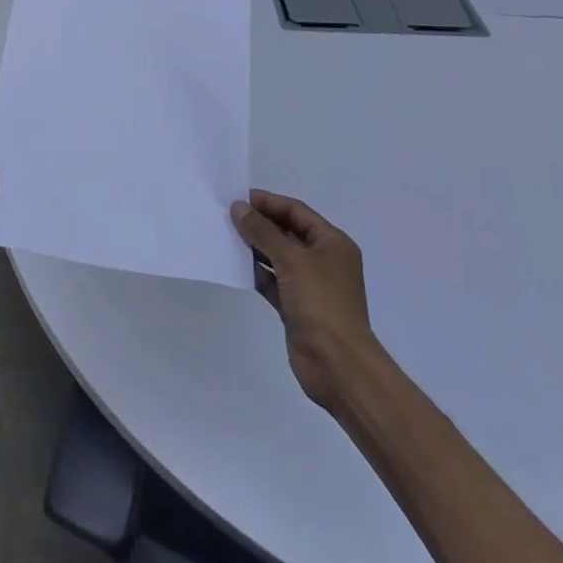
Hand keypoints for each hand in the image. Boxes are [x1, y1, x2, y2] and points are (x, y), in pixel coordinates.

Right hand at [230, 190, 377, 412]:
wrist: (337, 364)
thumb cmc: (321, 302)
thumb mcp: (291, 260)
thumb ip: (263, 232)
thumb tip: (239, 207)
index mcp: (332, 243)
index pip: (296, 211)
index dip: (268, 202)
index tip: (238, 198)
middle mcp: (323, 260)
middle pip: (287, 232)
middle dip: (259, 224)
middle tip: (227, 216)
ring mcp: (310, 284)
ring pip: (278, 256)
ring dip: (255, 247)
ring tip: (225, 237)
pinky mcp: (297, 306)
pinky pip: (273, 281)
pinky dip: (256, 272)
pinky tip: (235, 266)